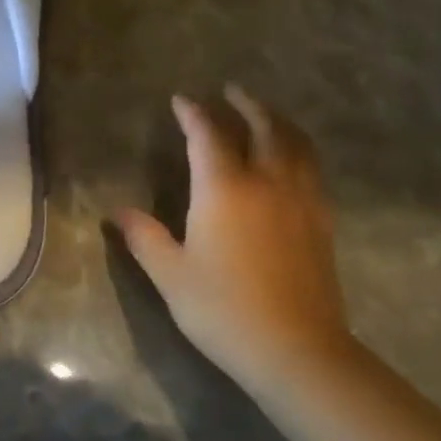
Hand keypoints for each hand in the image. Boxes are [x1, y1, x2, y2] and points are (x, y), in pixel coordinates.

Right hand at [115, 86, 351, 390]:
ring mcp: (301, 200)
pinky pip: (312, 169)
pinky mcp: (322, 222)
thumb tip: (118, 212)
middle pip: (264, 127)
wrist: (296, 350)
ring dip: (279, 121)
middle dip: (247, 104)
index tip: (181, 100)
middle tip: (232, 91)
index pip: (208, 135)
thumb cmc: (223, 309)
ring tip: (266, 115)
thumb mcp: (170, 274)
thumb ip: (144, 236)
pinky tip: (292, 161)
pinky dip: (299, 150)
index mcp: (224, 188)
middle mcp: (267, 182)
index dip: (193, 113)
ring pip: (296, 144)